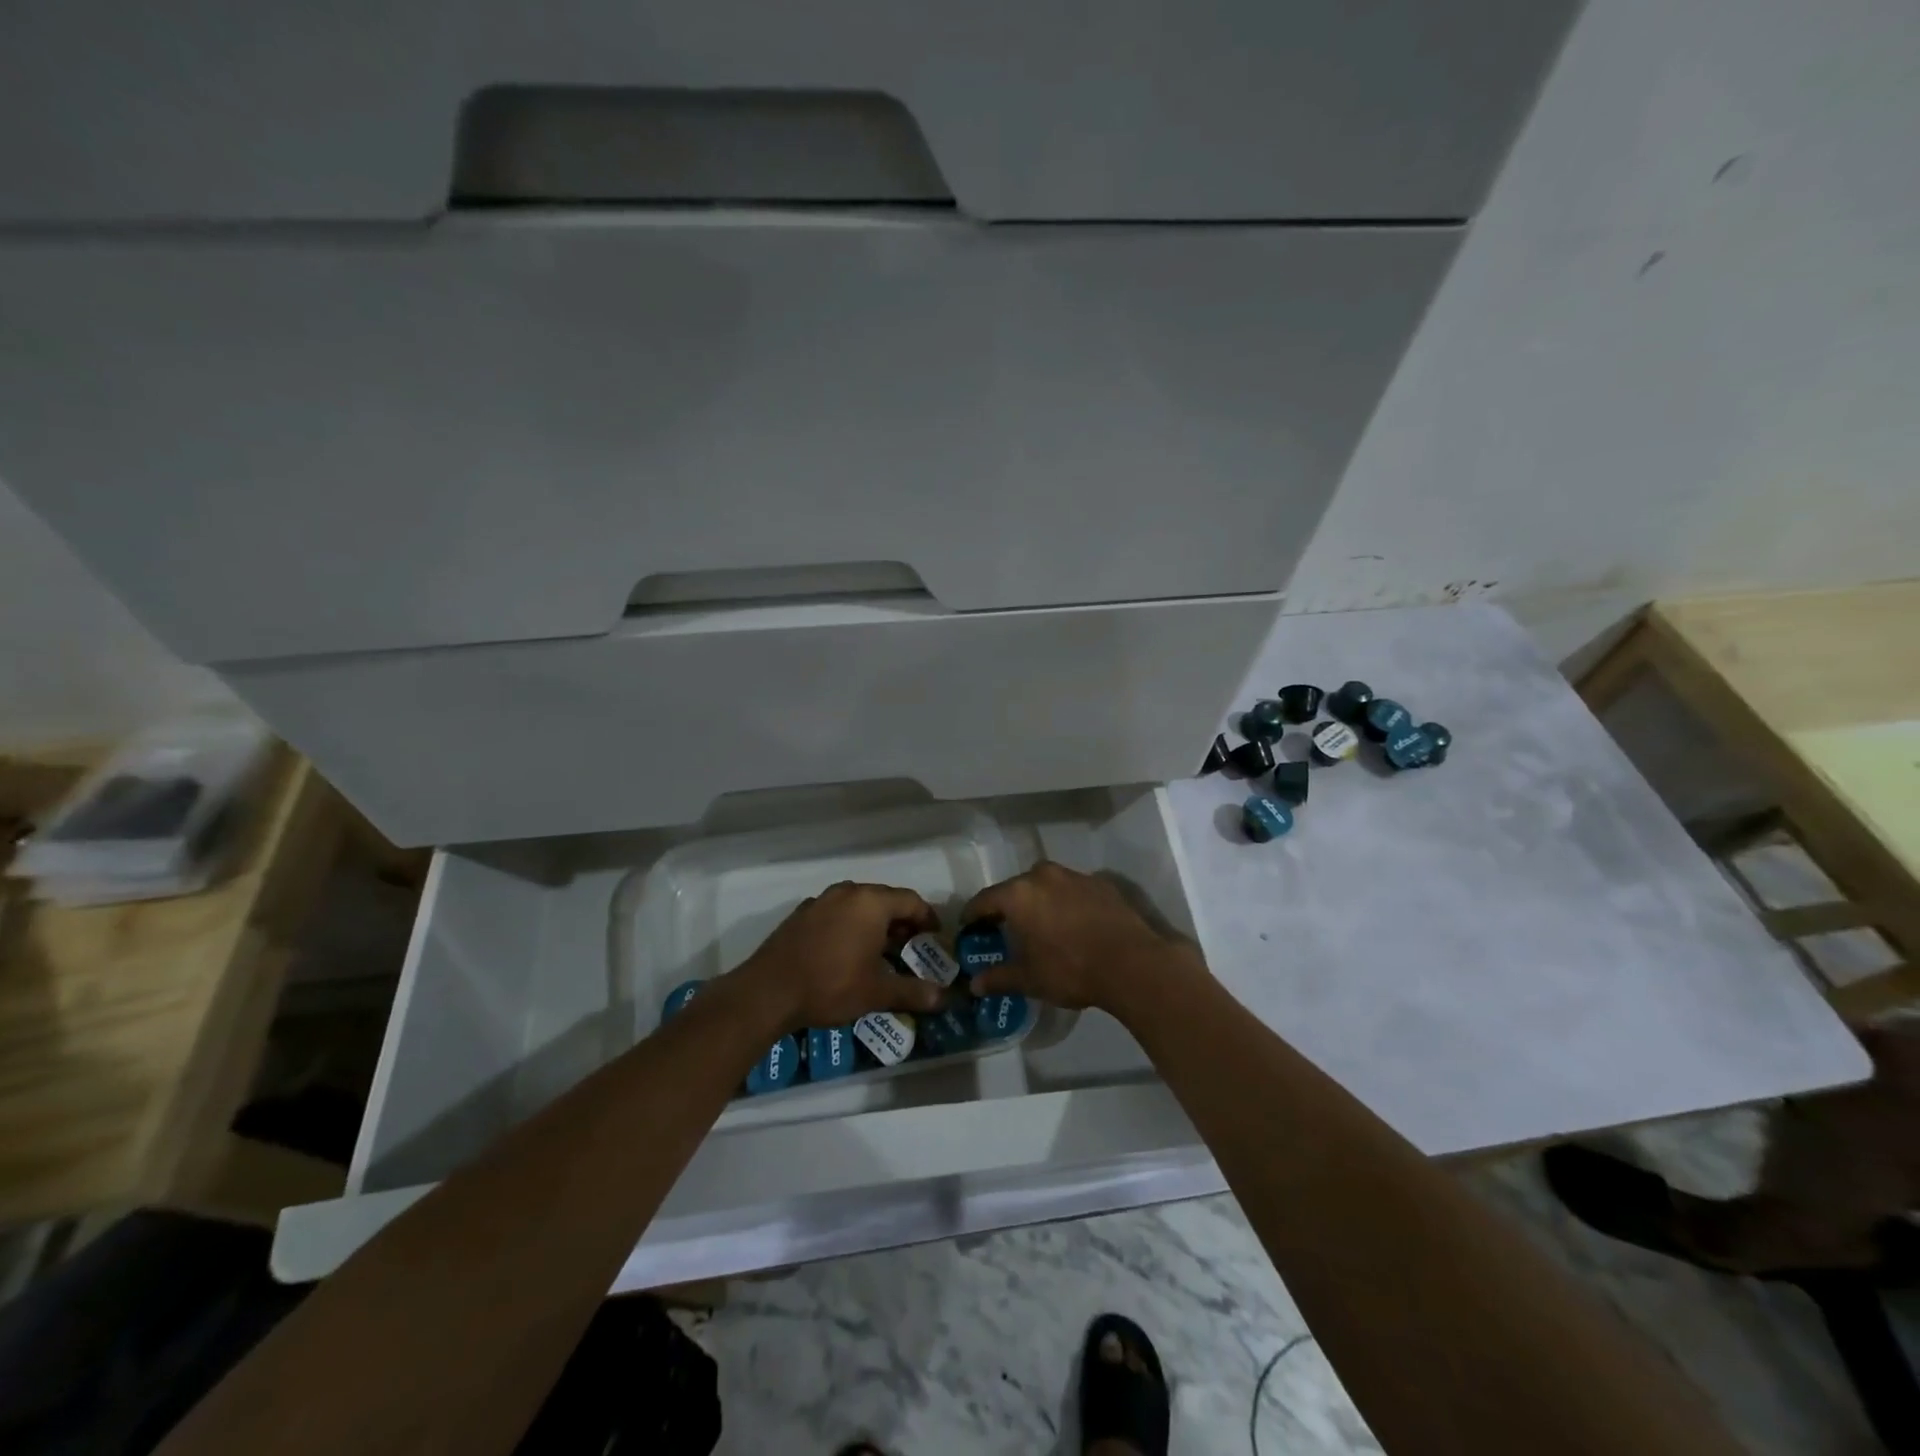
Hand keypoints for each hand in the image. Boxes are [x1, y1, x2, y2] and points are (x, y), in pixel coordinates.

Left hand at [730, 881, 947, 1031]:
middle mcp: (848, 892)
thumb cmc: (830, 985)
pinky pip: (837, 912)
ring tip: (881, 950)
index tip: (935, 938)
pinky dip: (850, 925)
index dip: (928, 918)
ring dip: (875, 923)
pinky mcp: (802, 914)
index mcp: (871, 902)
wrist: (768, 992)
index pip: (911, 901)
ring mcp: (821, 901)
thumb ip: (913, 992)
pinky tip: (847, 951)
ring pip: (859, 905)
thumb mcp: (877, 993)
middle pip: (885, 899)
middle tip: (911, 946)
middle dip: (902, 921)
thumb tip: (944, 999)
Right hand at [960, 862, 1193, 1012]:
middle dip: (1008, 907)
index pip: (985, 900)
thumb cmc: (1070, 969)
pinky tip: (1074, 926)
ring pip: (1047, 886)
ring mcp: (1075, 876)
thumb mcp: (1029, 979)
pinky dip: (1067, 904)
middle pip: (1016, 888)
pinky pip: (1074, 891)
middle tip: (1005, 929)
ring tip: (1042, 927)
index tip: (969, 928)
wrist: (1132, 963)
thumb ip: (998, 978)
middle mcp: (1043, 876)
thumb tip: (974, 984)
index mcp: (1019, 894)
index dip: (973, 915)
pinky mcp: (1102, 884)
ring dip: (1040, 902)